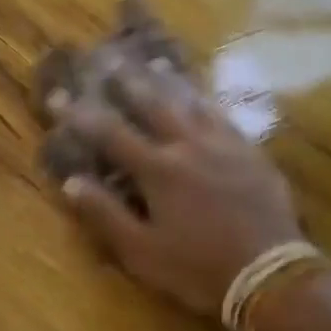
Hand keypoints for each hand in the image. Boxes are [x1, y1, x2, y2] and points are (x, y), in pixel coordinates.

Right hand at [57, 63, 303, 316]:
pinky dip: (206, 100)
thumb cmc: (198, 268)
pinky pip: (223, 115)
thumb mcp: (142, 251)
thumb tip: (71, 182)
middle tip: (109, 57)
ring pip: (191, 102)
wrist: (270, 274)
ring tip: (154, 61)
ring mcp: (224, 145)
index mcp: (158, 170)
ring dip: (169, 81)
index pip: (111, 134)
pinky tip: (202, 96)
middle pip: (153, 104)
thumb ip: (106, 214)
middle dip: (127, 80)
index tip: (59, 96)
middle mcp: (189, 146)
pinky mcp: (251, 153)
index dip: (81, 115)